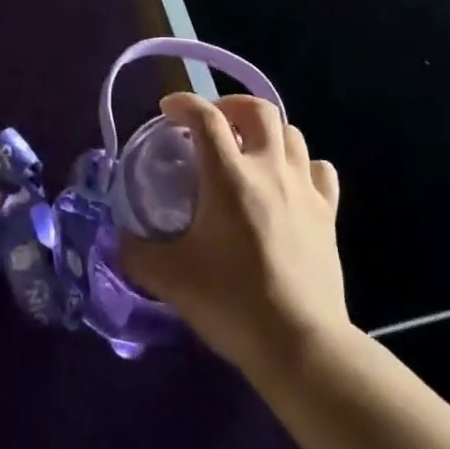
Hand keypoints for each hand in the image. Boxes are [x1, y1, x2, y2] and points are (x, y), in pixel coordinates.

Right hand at [120, 93, 345, 377]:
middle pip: (258, 109)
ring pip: (292, 134)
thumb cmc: (232, 304)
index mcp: (229, 177)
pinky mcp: (329, 214)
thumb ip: (136, 252)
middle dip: (231, 105)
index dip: (184, 103)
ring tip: (248, 150)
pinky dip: (303, 165)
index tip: (168, 110)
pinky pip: (320, 170)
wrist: (301, 345)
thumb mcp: (170, 278)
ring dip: (266, 132)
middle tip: (212, 124)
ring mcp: (305, 189)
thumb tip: (120, 237)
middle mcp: (269, 170)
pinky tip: (289, 181)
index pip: (206, 117)